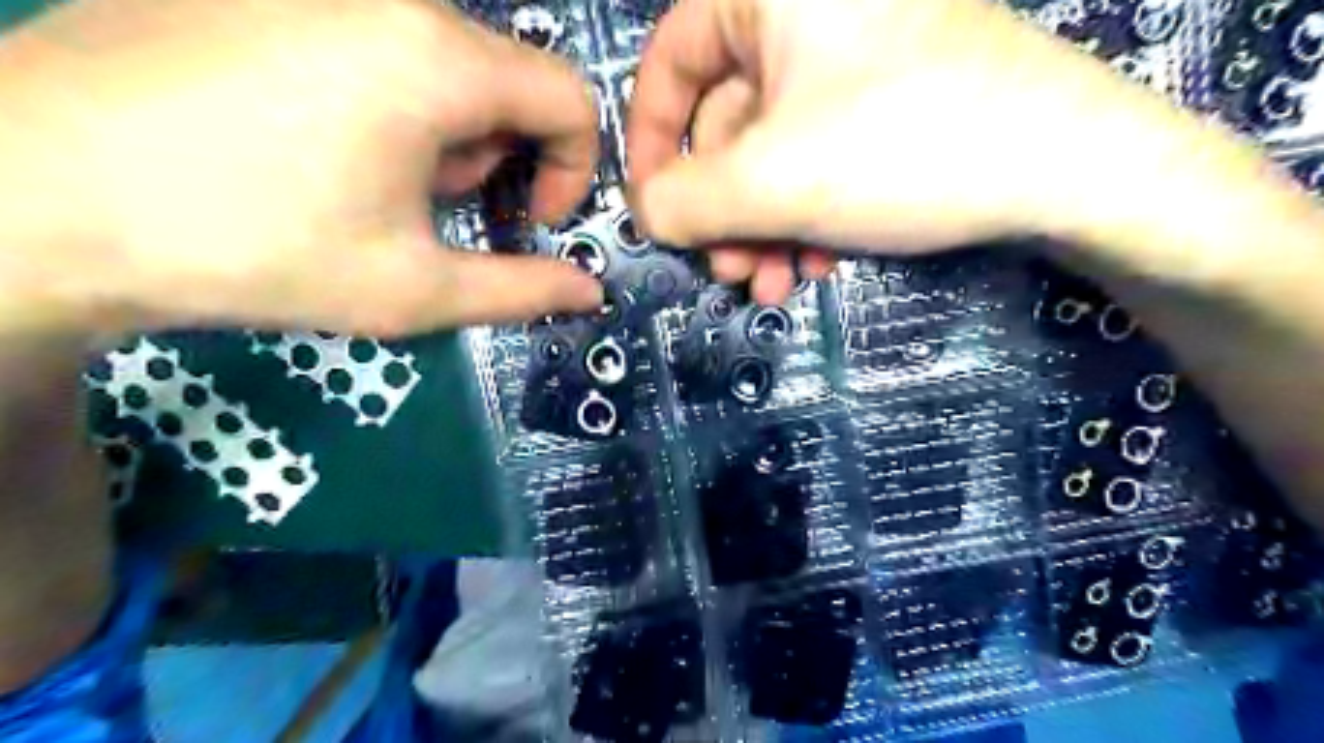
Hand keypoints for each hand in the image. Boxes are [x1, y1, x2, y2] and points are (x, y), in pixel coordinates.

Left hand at [0, 0, 600, 334]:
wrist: (33, 195)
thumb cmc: (254, 249)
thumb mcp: (414, 289)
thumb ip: (522, 290)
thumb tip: (590, 292)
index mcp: (437, 60)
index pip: (570, 97)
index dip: (574, 168)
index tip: (532, 221)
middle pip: (507, 81)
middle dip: (496, 158)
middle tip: (435, 212)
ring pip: (444, 61)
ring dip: (442, 134)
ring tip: (373, 184)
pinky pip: (377, 40)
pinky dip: (388, 100)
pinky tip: (320, 143)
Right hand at [627, 1, 1171, 302]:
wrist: (1069, 167)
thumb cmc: (905, 149)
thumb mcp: (773, 181)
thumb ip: (685, 201)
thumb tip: (644, 214)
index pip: (670, 61)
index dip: (651, 144)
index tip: (654, 213)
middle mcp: (807, 12)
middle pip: (725, 123)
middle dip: (724, 212)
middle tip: (731, 272)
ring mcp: (851, 57)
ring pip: (771, 152)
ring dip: (763, 227)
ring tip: (774, 284)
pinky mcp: (884, 99)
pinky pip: (816, 156)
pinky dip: (806, 215)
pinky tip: (820, 263)